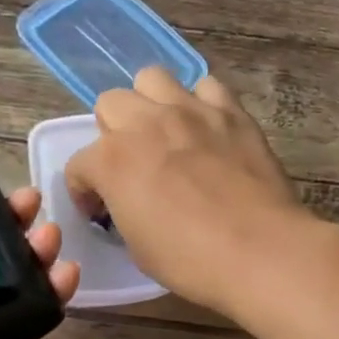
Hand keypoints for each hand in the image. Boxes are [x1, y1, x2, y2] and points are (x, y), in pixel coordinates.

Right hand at [64, 66, 313, 316]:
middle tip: (130, 163)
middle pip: (110, 103)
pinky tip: (206, 129)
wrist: (260, 250)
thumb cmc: (190, 259)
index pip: (79, 165)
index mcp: (112, 160)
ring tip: (163, 132)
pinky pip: (207, 87)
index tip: (100, 211)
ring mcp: (190, 111)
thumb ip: (123, 210)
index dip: (84, 191)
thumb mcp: (137, 246)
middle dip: (111, 132)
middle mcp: (144, 123)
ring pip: (152, 78)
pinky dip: (200, 103)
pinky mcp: (230, 111)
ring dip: (149, 103)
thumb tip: (130, 201)